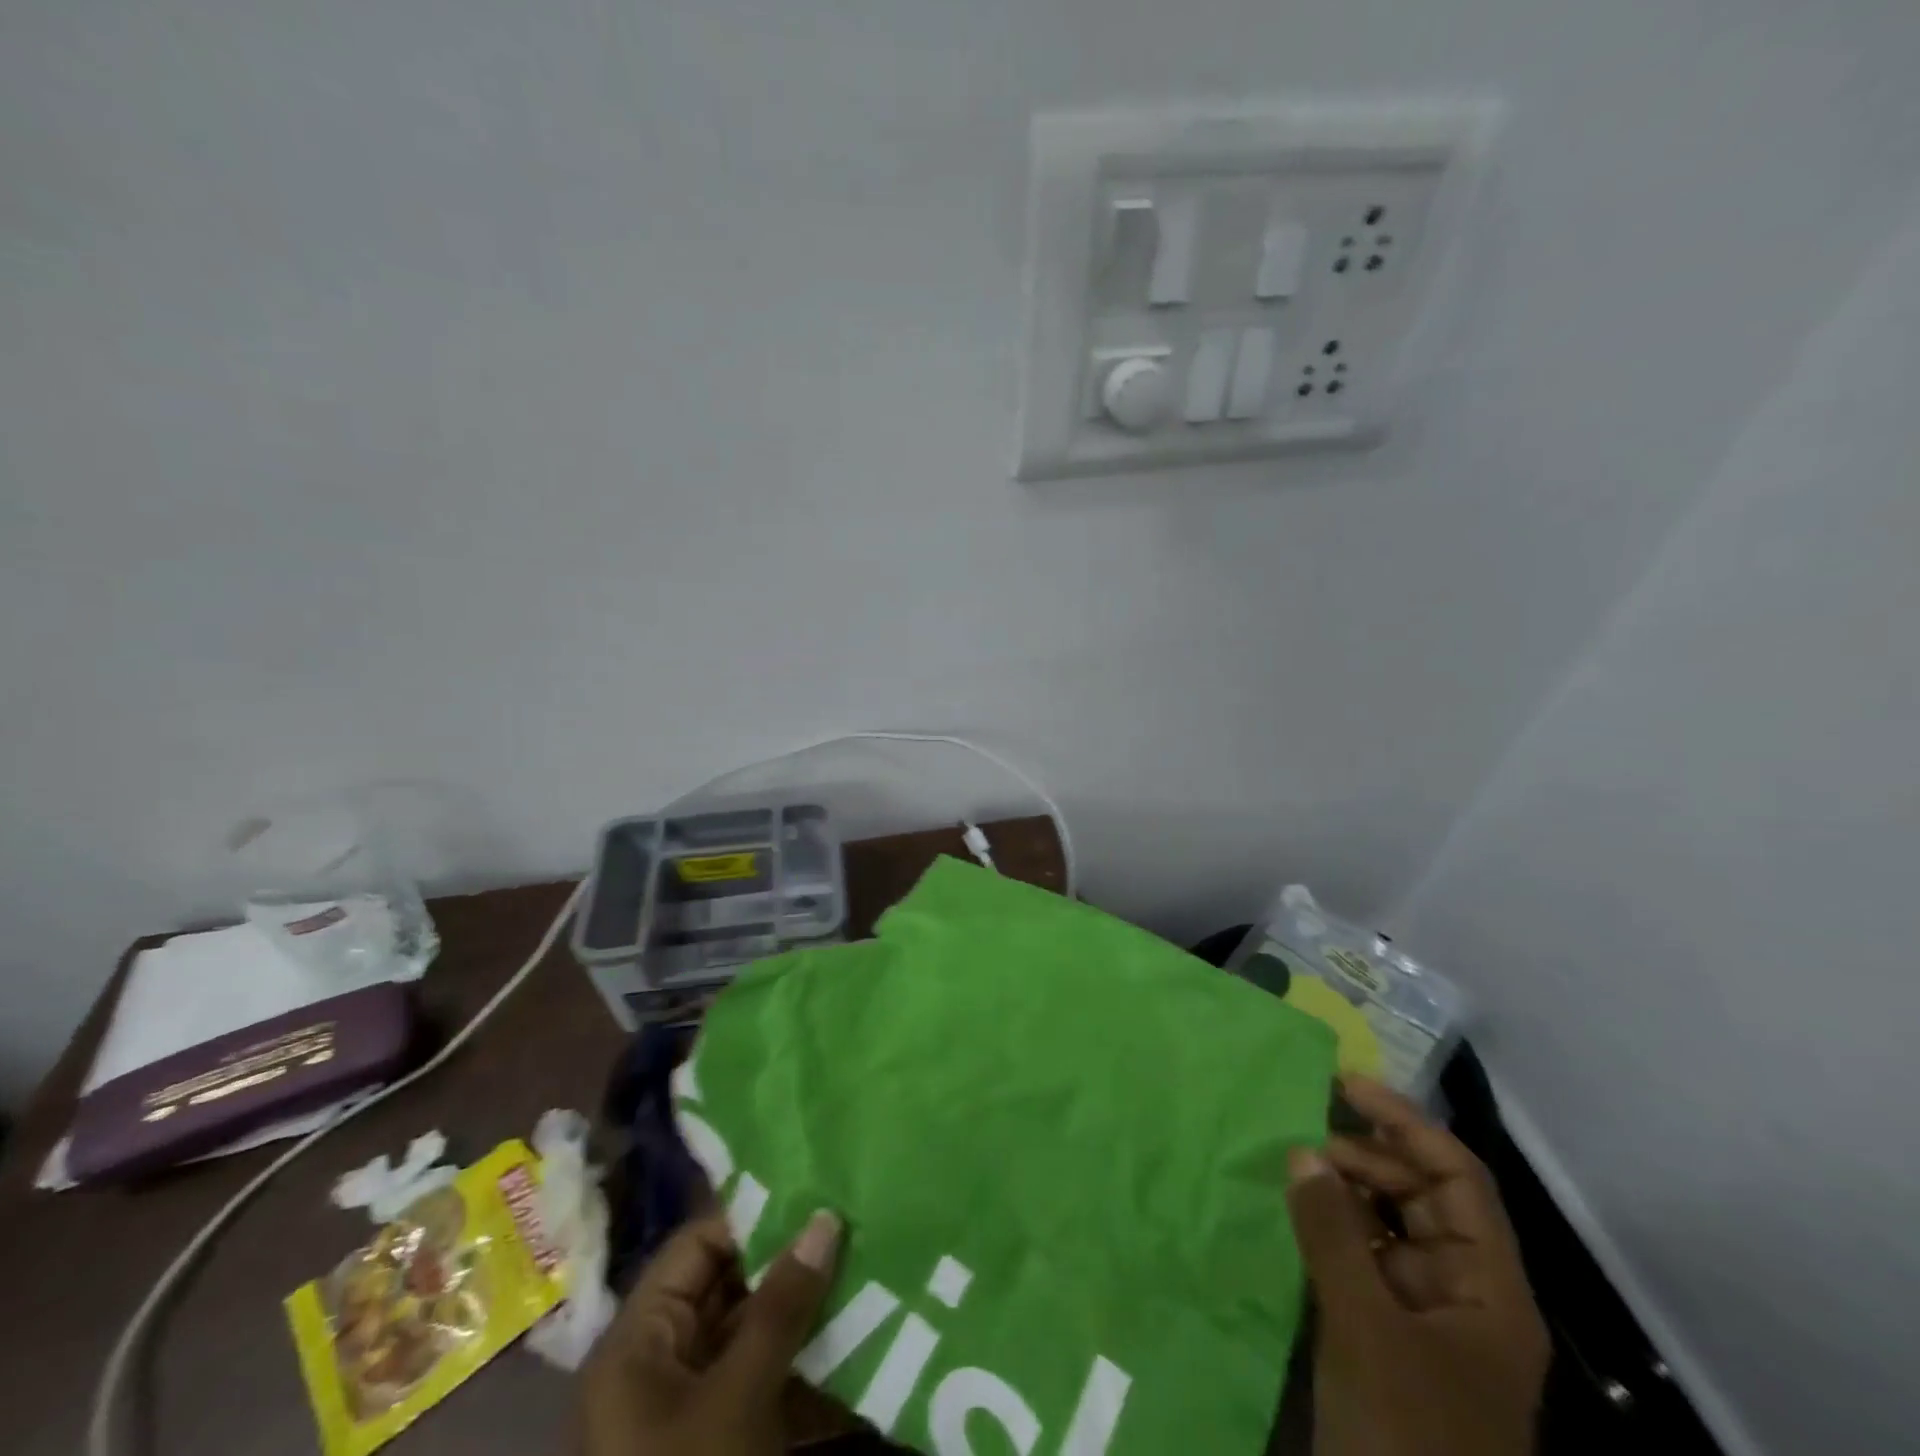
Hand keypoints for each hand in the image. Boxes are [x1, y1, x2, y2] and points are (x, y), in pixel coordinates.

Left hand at [578, 1209, 842, 1455]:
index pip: (697, 1246)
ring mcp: (692, 1404)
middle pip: (728, 1285)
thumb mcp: (738, 1397)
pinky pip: (765, 1377)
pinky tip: (856, 1337)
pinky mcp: (724, 1437)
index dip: (753, 1218)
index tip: (815, 1195)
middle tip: (851, 1229)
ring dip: (805, 1310)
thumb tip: (825, 1219)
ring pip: (753, 1330)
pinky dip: (805, 1360)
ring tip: (863, 1269)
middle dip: (789, 1262)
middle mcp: (660, 1361)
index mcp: (639, 1341)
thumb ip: (781, 1305)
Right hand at [1286, 1076, 1550, 1455]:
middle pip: (1424, 1196)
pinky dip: (1332, 1230)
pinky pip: (1363, 1260)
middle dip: (1368, 1157)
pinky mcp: (1389, 1337)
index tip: (1345, 1086)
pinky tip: (1294, 1217)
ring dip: (1346, 1191)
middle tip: (1305, 1141)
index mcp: (1488, 1288)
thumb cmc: (1408, 1435)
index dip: (1406, 1123)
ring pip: (1389, 1226)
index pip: (1458, 1177)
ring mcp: (1426, 1317)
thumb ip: (1332, 1232)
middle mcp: (1464, 1292)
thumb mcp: (1366, 1329)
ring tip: (1294, 1172)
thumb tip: (1303, 1150)